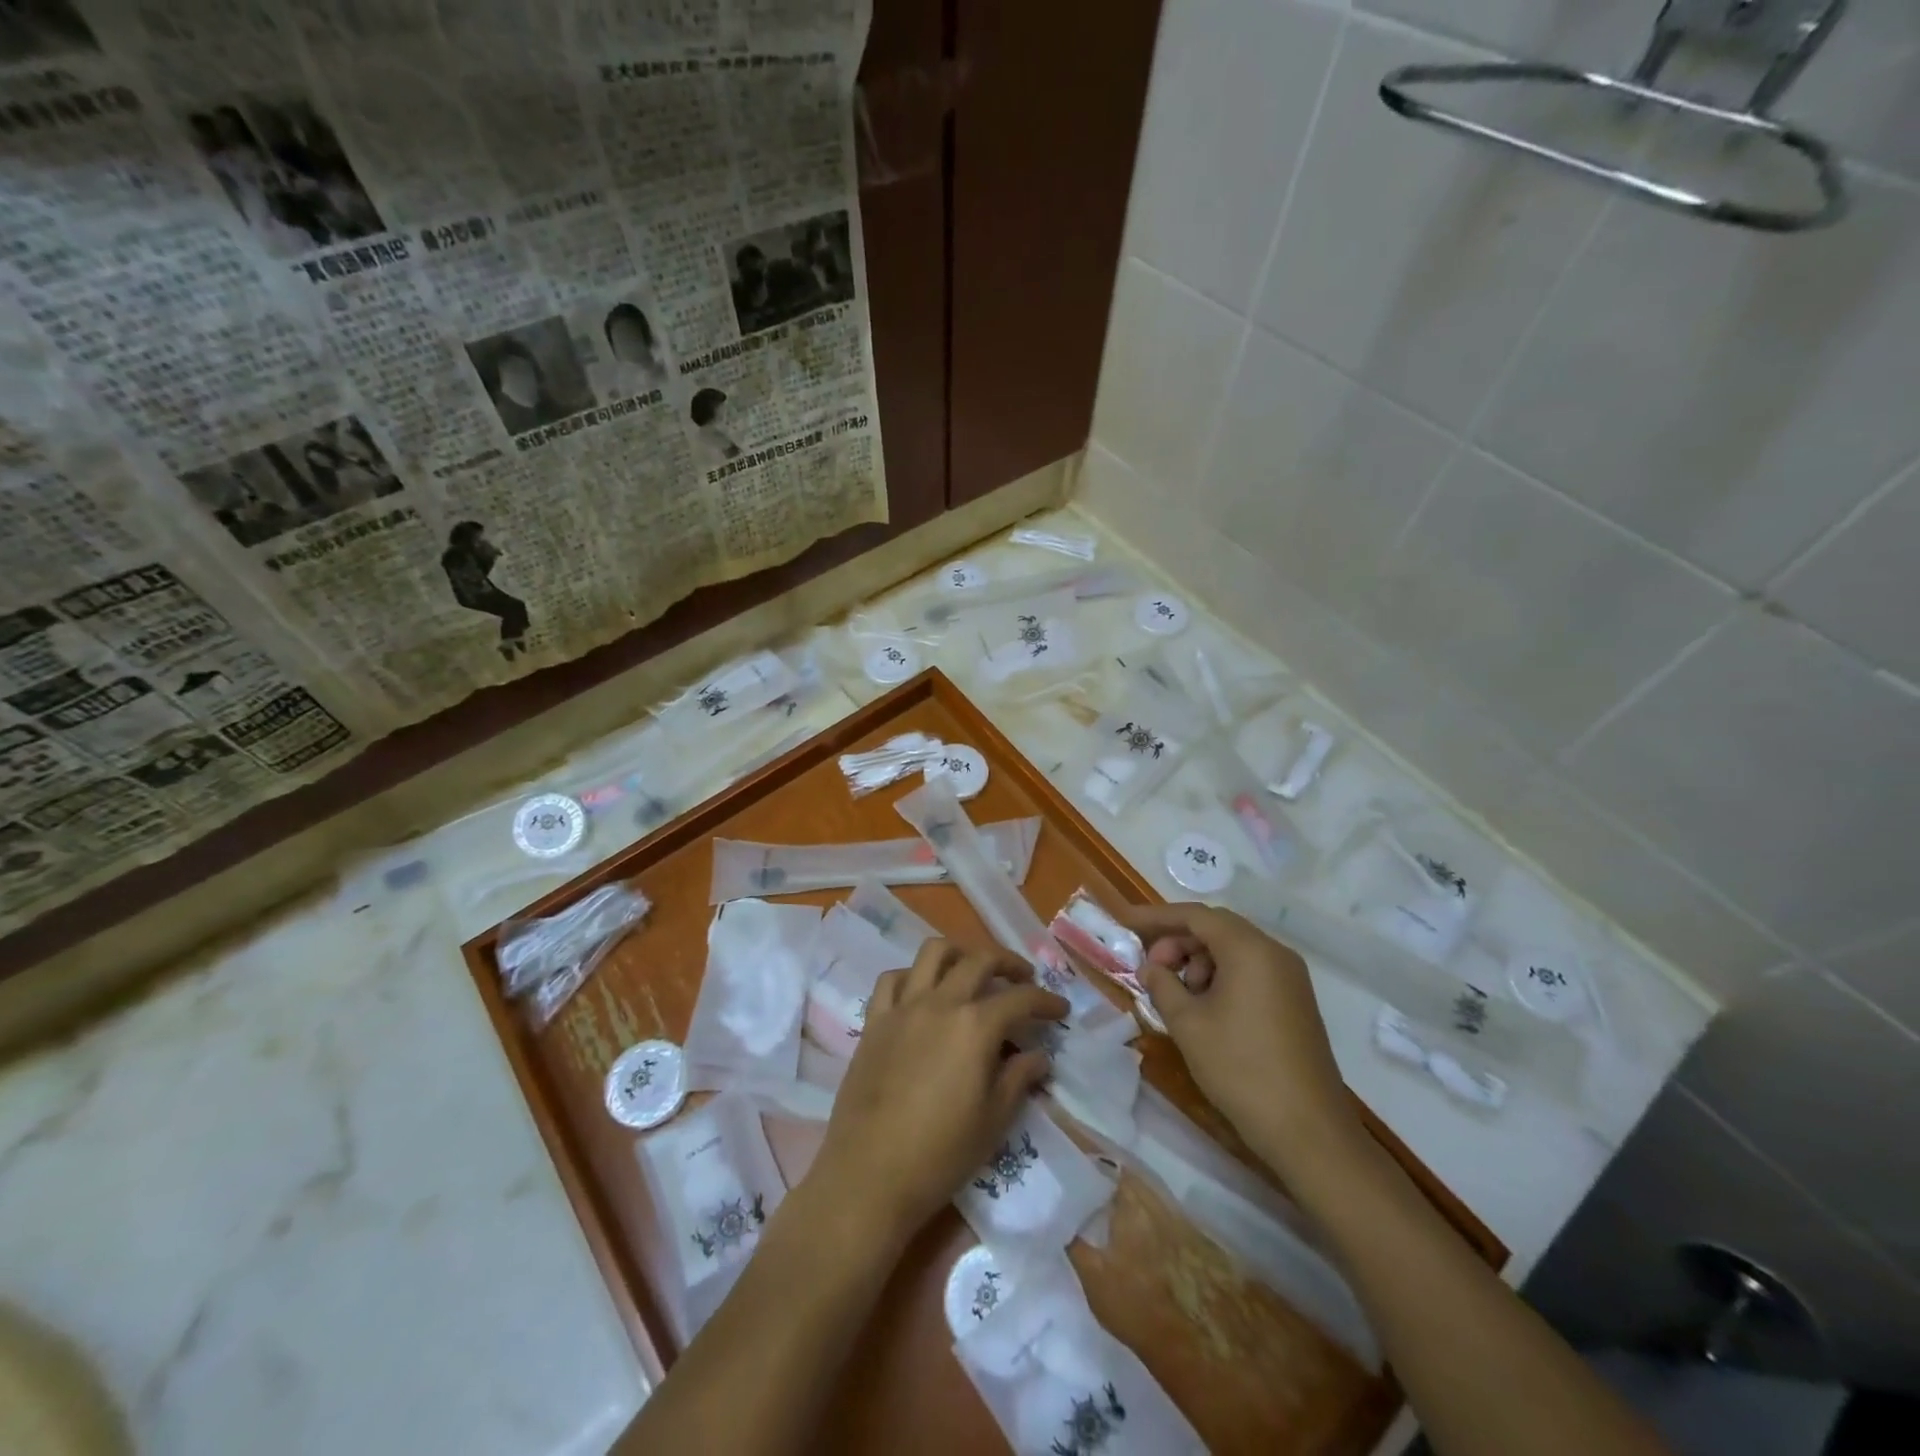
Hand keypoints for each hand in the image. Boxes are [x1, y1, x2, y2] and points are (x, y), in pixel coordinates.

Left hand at [809, 939, 1068, 1243]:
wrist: (869, 1175)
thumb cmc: (940, 1154)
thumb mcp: (993, 1121)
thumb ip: (1018, 1079)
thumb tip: (1038, 1056)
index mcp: (975, 1026)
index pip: (1020, 999)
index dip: (1046, 1001)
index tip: (1060, 1010)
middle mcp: (940, 1003)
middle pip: (979, 960)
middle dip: (1008, 963)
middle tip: (1023, 980)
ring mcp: (903, 1008)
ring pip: (932, 953)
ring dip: (958, 953)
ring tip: (971, 971)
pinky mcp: (874, 1021)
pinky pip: (891, 980)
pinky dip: (911, 976)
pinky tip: (921, 993)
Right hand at [1118, 902, 1361, 1175]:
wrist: (1309, 1131)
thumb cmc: (1241, 1069)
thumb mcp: (1188, 1024)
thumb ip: (1162, 985)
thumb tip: (1151, 968)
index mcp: (1250, 950)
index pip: (1196, 916)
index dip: (1157, 917)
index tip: (1126, 923)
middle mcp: (1274, 953)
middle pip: (1216, 929)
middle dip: (1177, 942)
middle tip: (1151, 969)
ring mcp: (1290, 978)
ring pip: (1233, 950)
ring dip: (1198, 962)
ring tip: (1177, 996)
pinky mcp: (1295, 1002)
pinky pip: (1250, 971)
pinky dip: (1220, 977)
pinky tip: (1204, 1009)